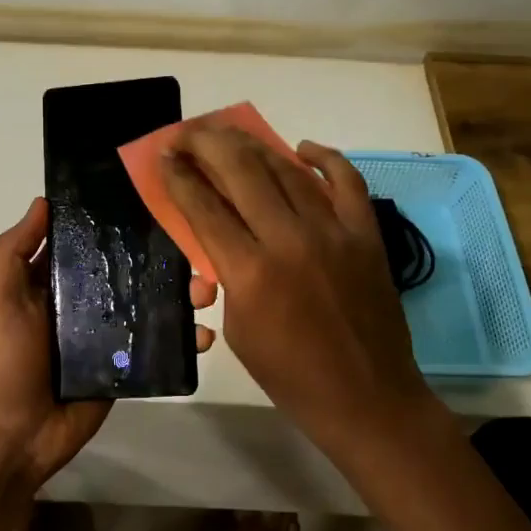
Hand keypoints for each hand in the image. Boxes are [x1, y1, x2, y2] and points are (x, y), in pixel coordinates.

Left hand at [0, 197, 217, 487]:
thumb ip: (15, 251)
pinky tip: (203, 334)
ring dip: (180, 296)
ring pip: (148, 306)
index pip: (85, 242)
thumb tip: (44, 202)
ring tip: (208, 291)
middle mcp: (80, 303)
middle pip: (126, 272)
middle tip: (195, 249)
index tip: (151, 198)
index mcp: (50, 283)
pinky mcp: (123, 366)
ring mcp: (104, 336)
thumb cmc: (4, 360)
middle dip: (161, 259)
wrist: (16, 435)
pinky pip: (156, 347)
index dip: (111, 222)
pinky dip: (182, 339)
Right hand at [162, 128, 441, 458]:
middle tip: (188, 133)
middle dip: (208, 144)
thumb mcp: (239, 331)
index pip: (204, 207)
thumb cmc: (290, 376)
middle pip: (241, 172)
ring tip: (230, 133)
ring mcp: (334, 232)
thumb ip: (226, 277)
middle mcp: (290, 240)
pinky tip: (302, 147)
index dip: (179, 176)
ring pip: (287, 170)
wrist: (366, 398)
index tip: (164, 154)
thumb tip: (218, 244)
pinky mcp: (366, 234)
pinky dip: (324, 158)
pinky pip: (346, 181)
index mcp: (251, 272)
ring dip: (254, 145)